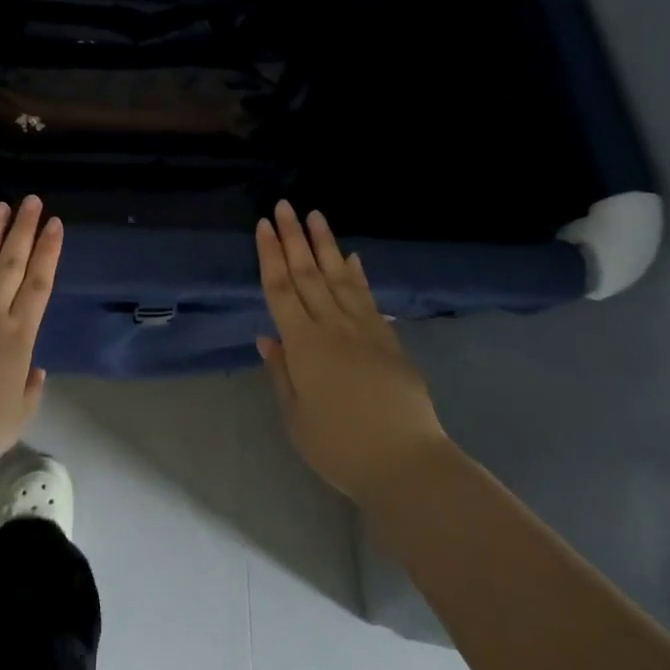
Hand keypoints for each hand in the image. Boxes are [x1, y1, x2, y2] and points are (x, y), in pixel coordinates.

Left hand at [0, 197, 60, 475]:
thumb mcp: (17, 418)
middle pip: (11, 263)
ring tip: (2, 207)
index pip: (38, 284)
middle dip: (24, 229)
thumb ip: (30, 390)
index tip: (54, 224)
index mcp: (17, 337)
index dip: (48, 251)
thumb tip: (34, 369)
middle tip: (32, 201)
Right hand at [255, 201, 447, 503]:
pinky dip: (358, 274)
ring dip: (325, 244)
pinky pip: (368, 298)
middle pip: (307, 274)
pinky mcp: (388, 340)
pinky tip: (352, 257)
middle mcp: (331, 326)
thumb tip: (267, 337)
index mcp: (303, 344)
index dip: (270, 255)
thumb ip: (281, 373)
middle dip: (293, 237)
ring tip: (315, 215)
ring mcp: (363, 329)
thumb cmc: (340, 447)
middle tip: (284, 205)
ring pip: (339, 276)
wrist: (406, 463)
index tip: (264, 226)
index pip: (280, 289)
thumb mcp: (296, 418)